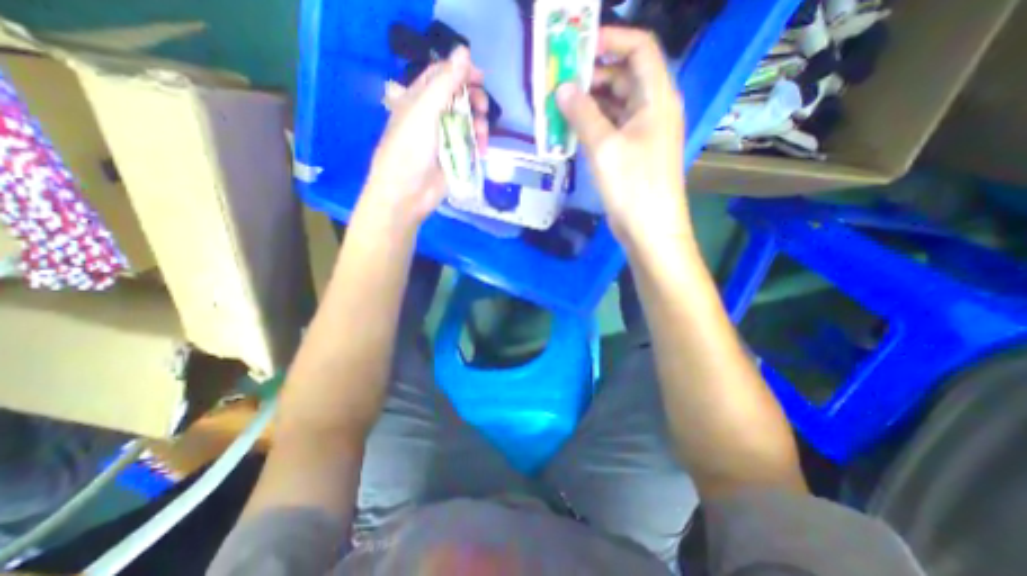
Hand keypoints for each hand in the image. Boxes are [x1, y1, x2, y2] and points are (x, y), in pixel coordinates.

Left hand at [360, 44, 488, 229]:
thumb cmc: (410, 149)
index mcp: (419, 98)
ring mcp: (445, 138)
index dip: (462, 73)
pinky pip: (471, 144)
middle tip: (483, 110)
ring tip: (482, 138)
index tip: (481, 79)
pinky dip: (479, 145)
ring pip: (468, 122)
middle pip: (460, 98)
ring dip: (480, 126)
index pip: (443, 75)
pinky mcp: (455, 157)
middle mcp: (433, 115)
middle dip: (475, 101)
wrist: (407, 193)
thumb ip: (446, 82)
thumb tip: (464, 51)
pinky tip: (482, 151)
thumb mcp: (425, 110)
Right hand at [558, 27, 692, 248]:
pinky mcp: (632, 153)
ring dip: (589, 102)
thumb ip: (583, 114)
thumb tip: (562, 88)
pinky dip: (593, 125)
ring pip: (615, 105)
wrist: (650, 229)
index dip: (611, 39)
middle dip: (592, 74)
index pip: (639, 49)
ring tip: (558, 105)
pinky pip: (612, 128)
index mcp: (657, 98)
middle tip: (558, 80)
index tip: (577, 46)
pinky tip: (571, 129)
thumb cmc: (633, 186)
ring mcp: (642, 133)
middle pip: (624, 77)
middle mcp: (653, 110)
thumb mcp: (605, 147)